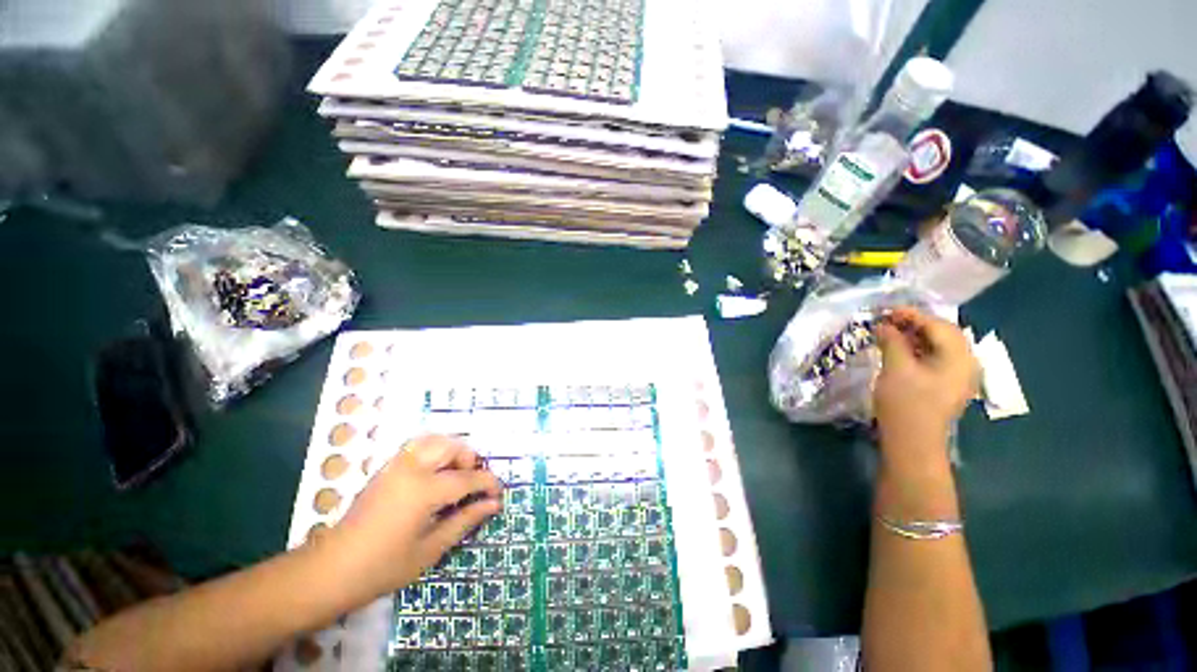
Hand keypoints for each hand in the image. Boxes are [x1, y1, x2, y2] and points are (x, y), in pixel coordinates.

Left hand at [329, 435, 502, 599]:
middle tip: (473, 483)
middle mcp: (412, 469)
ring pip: (433, 440)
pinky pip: (417, 447)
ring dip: (451, 451)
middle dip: (469, 460)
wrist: (331, 570)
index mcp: (424, 491)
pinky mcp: (386, 469)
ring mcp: (395, 466)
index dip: (488, 484)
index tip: (499, 493)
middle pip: (451, 447)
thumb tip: (493, 505)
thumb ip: (465, 521)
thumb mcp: (430, 549)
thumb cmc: (383, 567)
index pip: (467, 478)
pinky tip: (435, 475)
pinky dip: (434, 452)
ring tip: (455, 474)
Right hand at [874, 307, 977, 468]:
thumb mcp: (896, 368)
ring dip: (916, 336)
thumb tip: (884, 324)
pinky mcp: (948, 385)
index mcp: (959, 357)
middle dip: (915, 324)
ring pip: (940, 346)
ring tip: (890, 333)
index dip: (911, 314)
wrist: (912, 441)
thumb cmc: (906, 403)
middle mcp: (966, 363)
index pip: (938, 325)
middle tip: (888, 321)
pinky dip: (919, 350)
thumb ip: (892, 341)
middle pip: (943, 333)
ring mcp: (959, 376)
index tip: (886, 310)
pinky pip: (936, 358)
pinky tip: (900, 350)